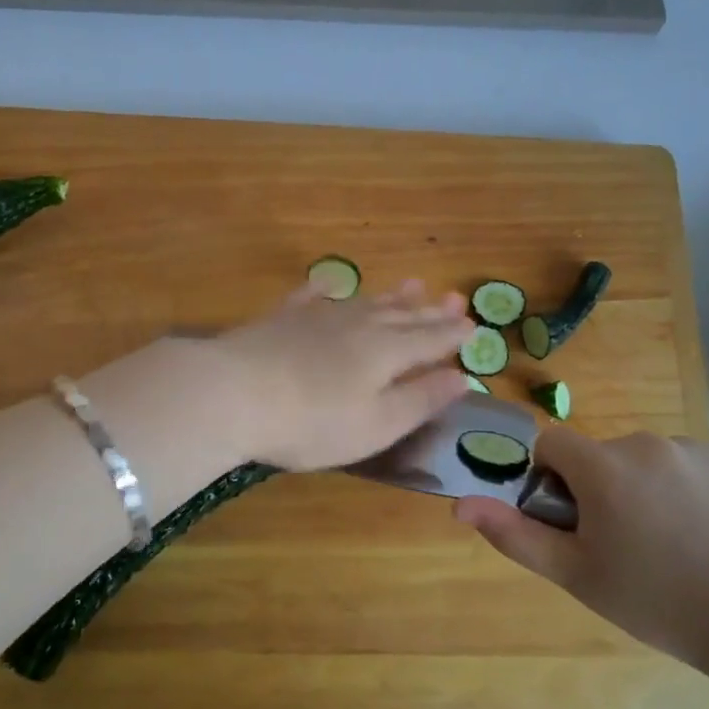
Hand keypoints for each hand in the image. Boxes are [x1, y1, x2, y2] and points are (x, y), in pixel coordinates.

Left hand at [214, 279, 474, 470]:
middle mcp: (358, 325)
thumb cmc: (313, 422)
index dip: (452, 335)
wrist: (235, 392)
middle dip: (430, 310)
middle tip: (453, 297)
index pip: (430, 339)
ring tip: (412, 284)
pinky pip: (311, 296)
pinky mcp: (281, 318)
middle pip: (402, 315)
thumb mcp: (377, 424)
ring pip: (365, 301)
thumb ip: (421, 399)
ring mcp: (317, 316)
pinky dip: (325, 290)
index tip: (473, 326)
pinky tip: (329, 284)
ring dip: (391, 295)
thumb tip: (463, 377)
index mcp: (386, 351)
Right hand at [454, 428, 708, 672]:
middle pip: (600, 455)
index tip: (572, 521)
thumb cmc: (660, 601)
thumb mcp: (578, 576)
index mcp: (603, 466)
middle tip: (625, 547)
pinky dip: (686, 490)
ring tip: (674, 547)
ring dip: (644, 489)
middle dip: (600, 489)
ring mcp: (694, 449)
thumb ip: (516, 536)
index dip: (551, 479)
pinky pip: (688, 466)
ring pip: (645, 461)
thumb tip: (460, 505)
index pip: (552, 444)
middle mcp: (645, 443)